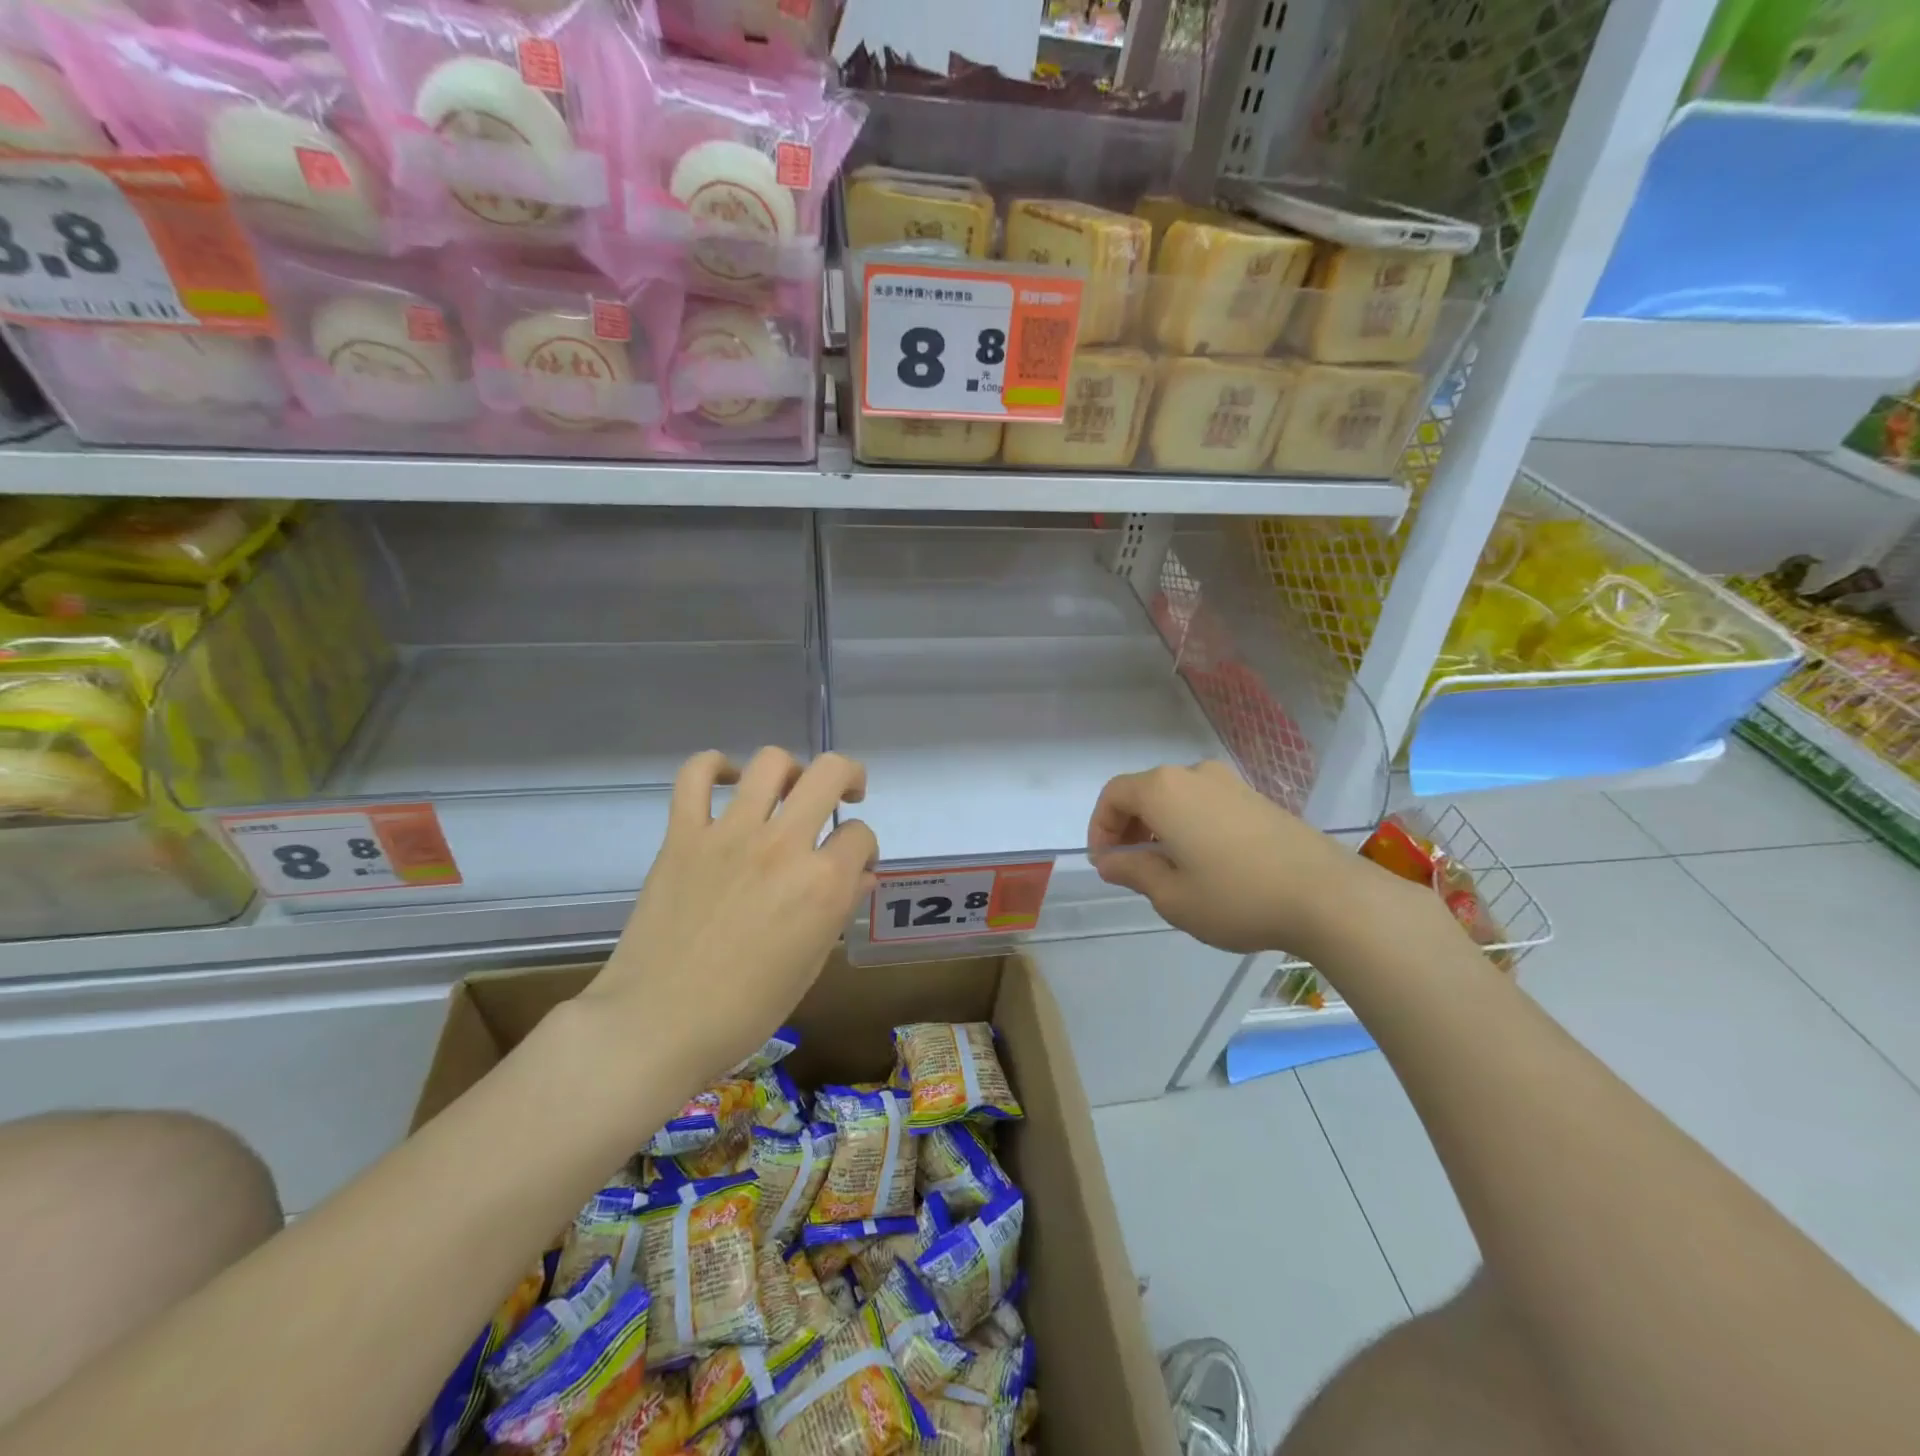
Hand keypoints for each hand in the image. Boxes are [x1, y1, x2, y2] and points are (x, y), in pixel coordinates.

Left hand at [584, 748, 878, 1086]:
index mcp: (822, 884)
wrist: (658, 1024)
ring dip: (790, 770)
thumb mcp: (810, 964)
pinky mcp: (683, 835)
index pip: (861, 836)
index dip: (864, 849)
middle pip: (830, 774)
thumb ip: (838, 909)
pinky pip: (695, 776)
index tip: (853, 865)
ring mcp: (730, 834)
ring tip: (788, 789)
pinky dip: (714, 767)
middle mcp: (783, 846)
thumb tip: (858, 875)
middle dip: (849, 778)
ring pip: (770, 763)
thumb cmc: (745, 1010)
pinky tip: (728, 780)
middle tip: (845, 795)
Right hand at [1087, 760, 1379, 955]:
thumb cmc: (1236, 896)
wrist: (1327, 895)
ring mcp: (1230, 783)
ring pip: (1177, 797)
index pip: (1114, 795)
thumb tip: (1109, 860)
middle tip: (1130, 866)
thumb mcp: (1172, 896)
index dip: (1100, 826)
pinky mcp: (1257, 798)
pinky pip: (1205, 803)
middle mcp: (1194, 775)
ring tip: (1167, 867)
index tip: (1105, 862)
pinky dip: (1189, 823)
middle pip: (1144, 791)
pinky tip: (1205, 861)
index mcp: (1164, 791)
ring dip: (1160, 825)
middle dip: (1129, 826)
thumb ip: (1133, 871)